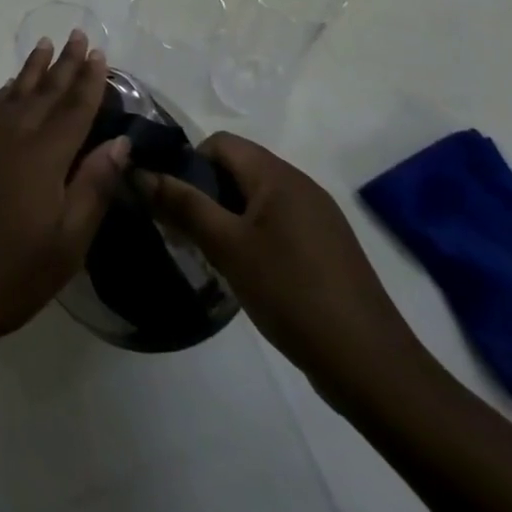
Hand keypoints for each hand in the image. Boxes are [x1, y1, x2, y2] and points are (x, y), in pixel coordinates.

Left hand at [0, 31, 129, 362]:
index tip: (100, 53)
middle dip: (64, 64)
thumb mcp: (67, 243)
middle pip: (44, 93)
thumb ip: (93, 187)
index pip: (74, 109)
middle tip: (78, 35)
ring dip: (32, 70)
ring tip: (45, 46)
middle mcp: (11, 137)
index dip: (90, 81)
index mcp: (43, 156)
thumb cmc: (11, 275)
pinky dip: (5, 92)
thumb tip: (120, 143)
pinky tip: (9, 88)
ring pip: (13, 94)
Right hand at [139, 132, 432, 408]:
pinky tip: (244, 272)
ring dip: (224, 216)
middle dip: (202, 192)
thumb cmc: (292, 294)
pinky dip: (250, 235)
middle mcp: (301, 186)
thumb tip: (139, 172)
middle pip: (237, 168)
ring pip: (254, 198)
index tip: (171, 201)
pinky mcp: (326, 249)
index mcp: (279, 176)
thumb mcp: (226, 247)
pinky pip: (275, 223)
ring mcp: (318, 219)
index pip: (219, 143)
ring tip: (207, 253)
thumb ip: (182, 204)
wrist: (372, 368)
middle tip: (182, 230)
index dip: (188, 163)